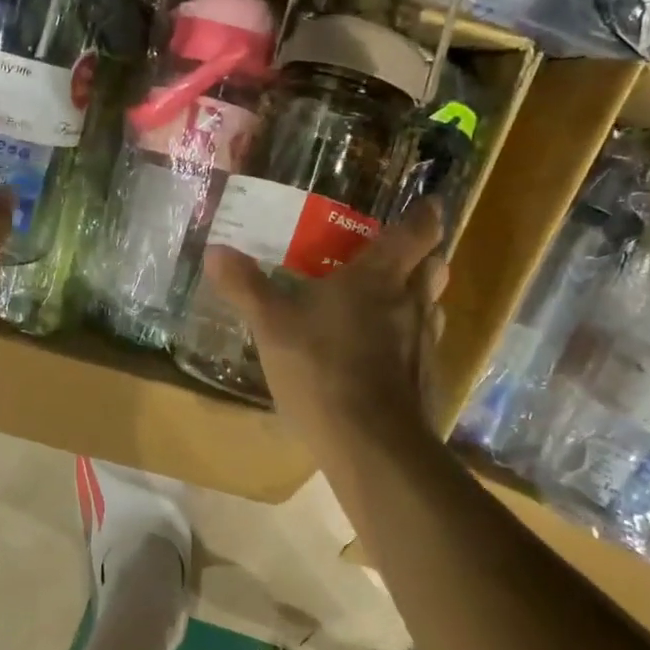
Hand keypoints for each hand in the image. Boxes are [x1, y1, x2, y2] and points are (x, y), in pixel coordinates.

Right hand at [203, 198, 448, 454]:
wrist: (371, 443)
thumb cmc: (321, 369)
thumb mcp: (272, 327)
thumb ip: (246, 287)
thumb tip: (215, 251)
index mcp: (380, 277)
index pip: (418, 231)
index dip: (424, 215)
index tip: (424, 206)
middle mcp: (413, 302)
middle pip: (435, 266)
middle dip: (423, 256)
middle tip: (395, 257)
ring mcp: (425, 343)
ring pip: (432, 307)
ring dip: (418, 298)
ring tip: (387, 303)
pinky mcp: (426, 379)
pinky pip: (423, 346)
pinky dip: (408, 341)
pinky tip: (381, 356)